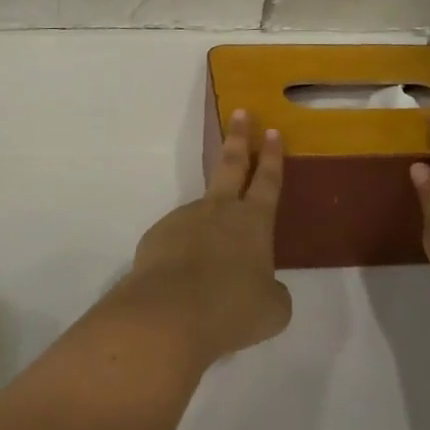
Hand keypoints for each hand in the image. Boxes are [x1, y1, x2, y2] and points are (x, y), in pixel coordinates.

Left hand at [111, 110, 292, 367]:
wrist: (168, 316)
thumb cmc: (232, 309)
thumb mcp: (271, 310)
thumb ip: (273, 293)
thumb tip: (267, 289)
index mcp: (253, 222)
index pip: (268, 180)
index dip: (272, 156)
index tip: (272, 130)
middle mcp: (219, 211)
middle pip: (231, 165)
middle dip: (239, 138)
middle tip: (241, 113)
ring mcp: (184, 220)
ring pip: (200, 214)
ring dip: (206, 229)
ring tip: (209, 274)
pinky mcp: (156, 238)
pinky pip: (175, 243)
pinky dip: (181, 257)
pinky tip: (182, 286)